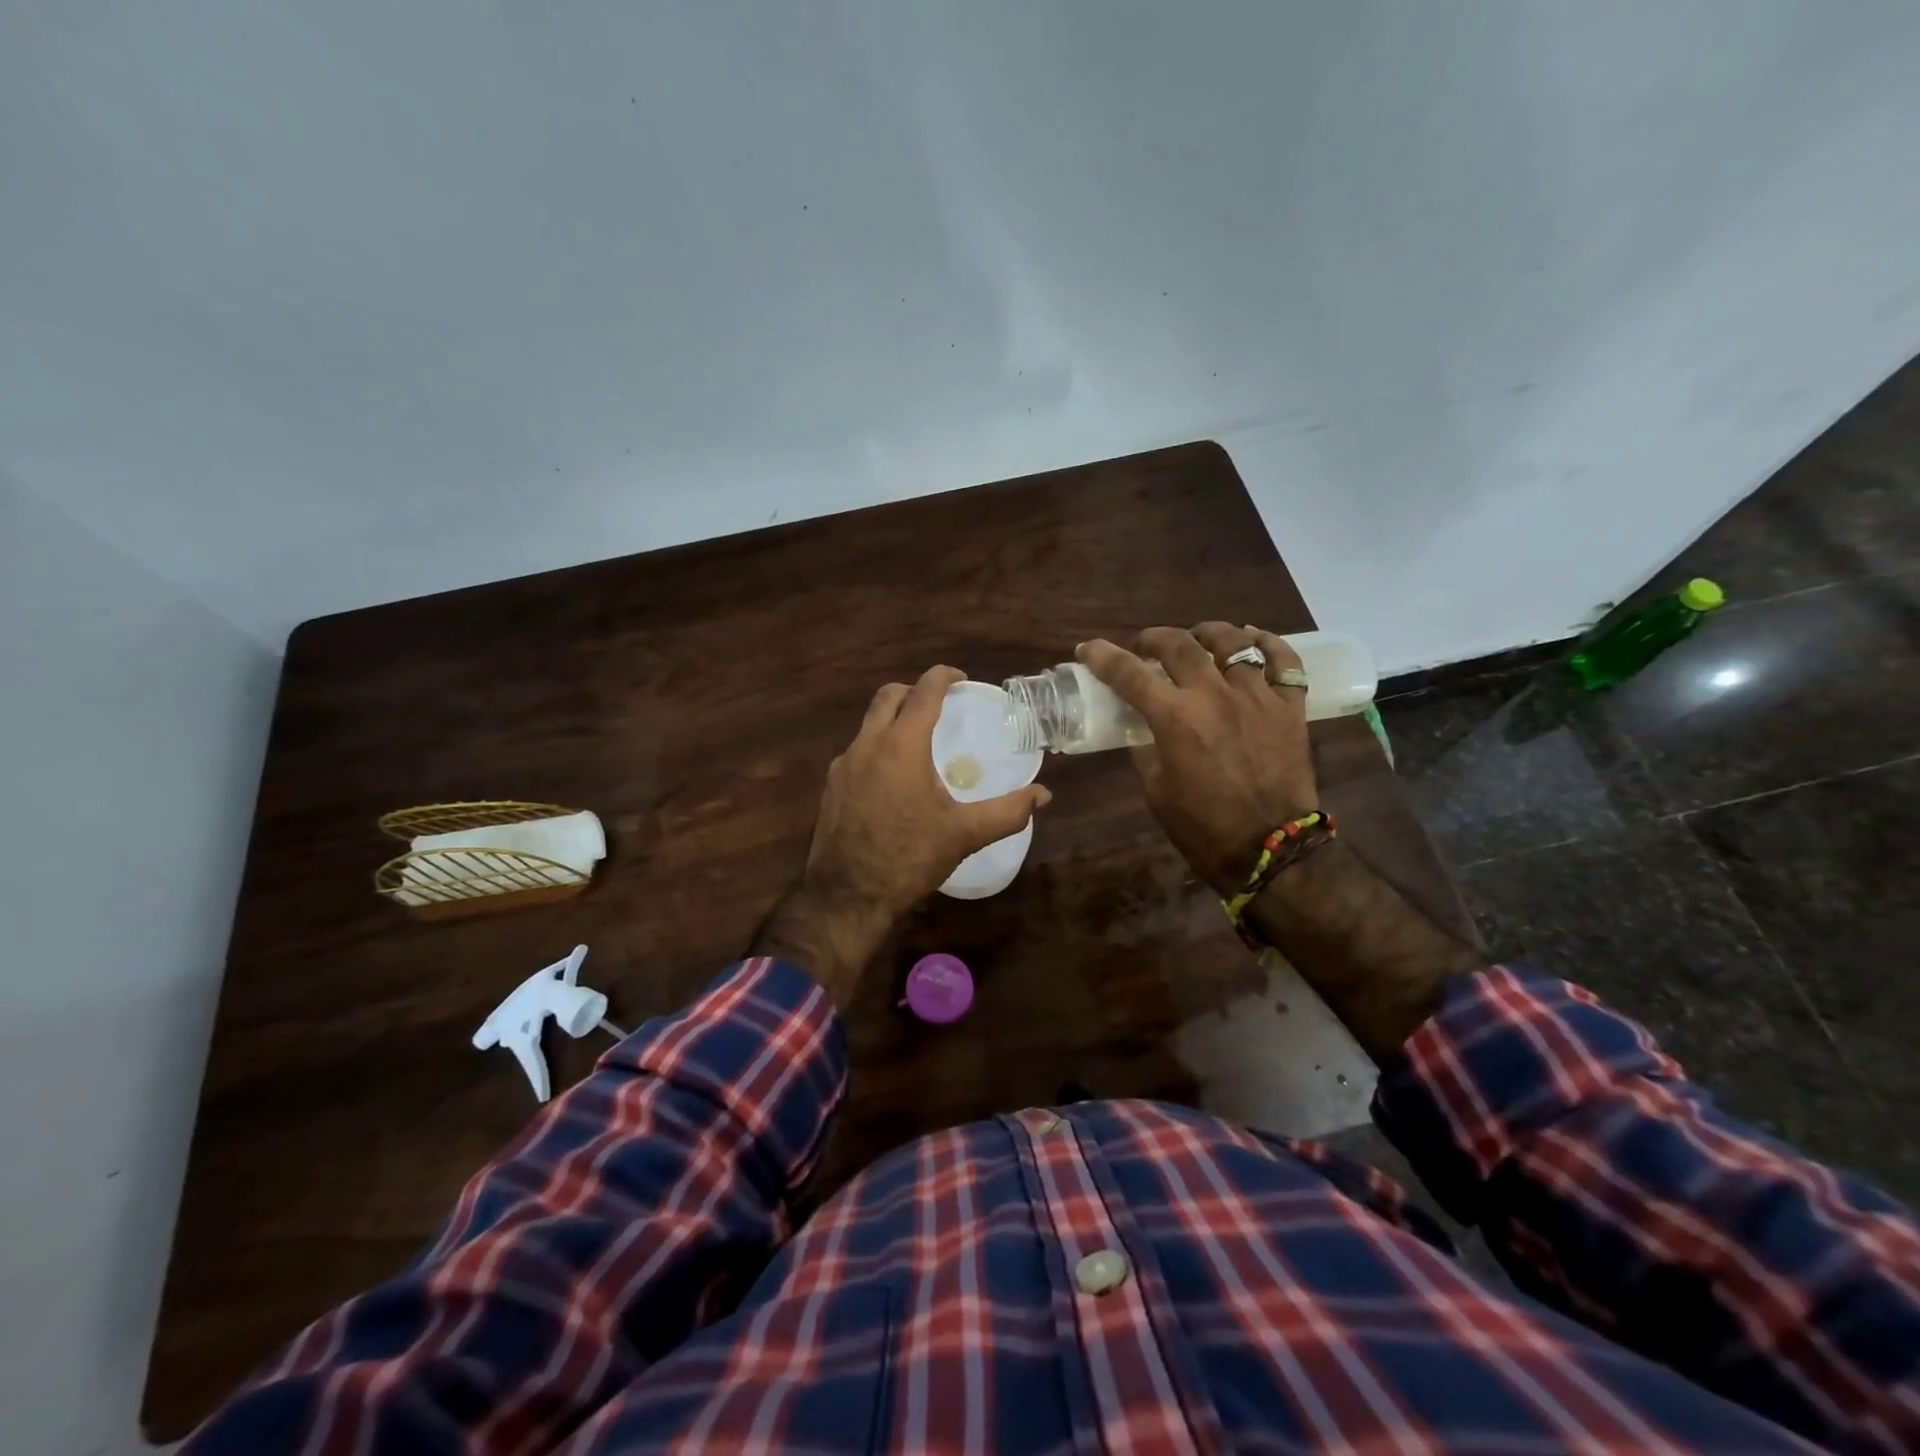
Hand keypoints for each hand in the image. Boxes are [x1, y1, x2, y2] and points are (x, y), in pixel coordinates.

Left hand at [755, 665, 1051, 1001]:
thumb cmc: (909, 859)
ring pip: (868, 724)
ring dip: (894, 720)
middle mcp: (867, 745)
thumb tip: (1043, 796)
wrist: (847, 896)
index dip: (943, 677)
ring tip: (919, 744)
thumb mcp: (964, 835)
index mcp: (901, 746)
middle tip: (939, 705)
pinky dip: (878, 747)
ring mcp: (843, 765)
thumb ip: (1008, 812)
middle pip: (888, 696)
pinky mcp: (831, 786)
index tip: (960, 679)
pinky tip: (894, 780)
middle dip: (914, 691)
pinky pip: (857, 751)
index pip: (923, 692)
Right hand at [1079, 623, 1317, 892]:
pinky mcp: (1290, 707)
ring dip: (1207, 632)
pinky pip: (1285, 661)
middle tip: (1144, 646)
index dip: (1102, 656)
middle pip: (1179, 644)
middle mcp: (1214, 695)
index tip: (1087, 648)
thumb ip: (1146, 750)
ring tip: (1198, 638)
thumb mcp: (1156, 790)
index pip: (1128, 673)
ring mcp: (1257, 697)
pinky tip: (1254, 640)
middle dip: (1153, 638)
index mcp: (1175, 718)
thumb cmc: (1203, 827)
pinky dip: (1269, 644)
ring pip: (1233, 641)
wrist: (1270, 849)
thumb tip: (1142, 728)